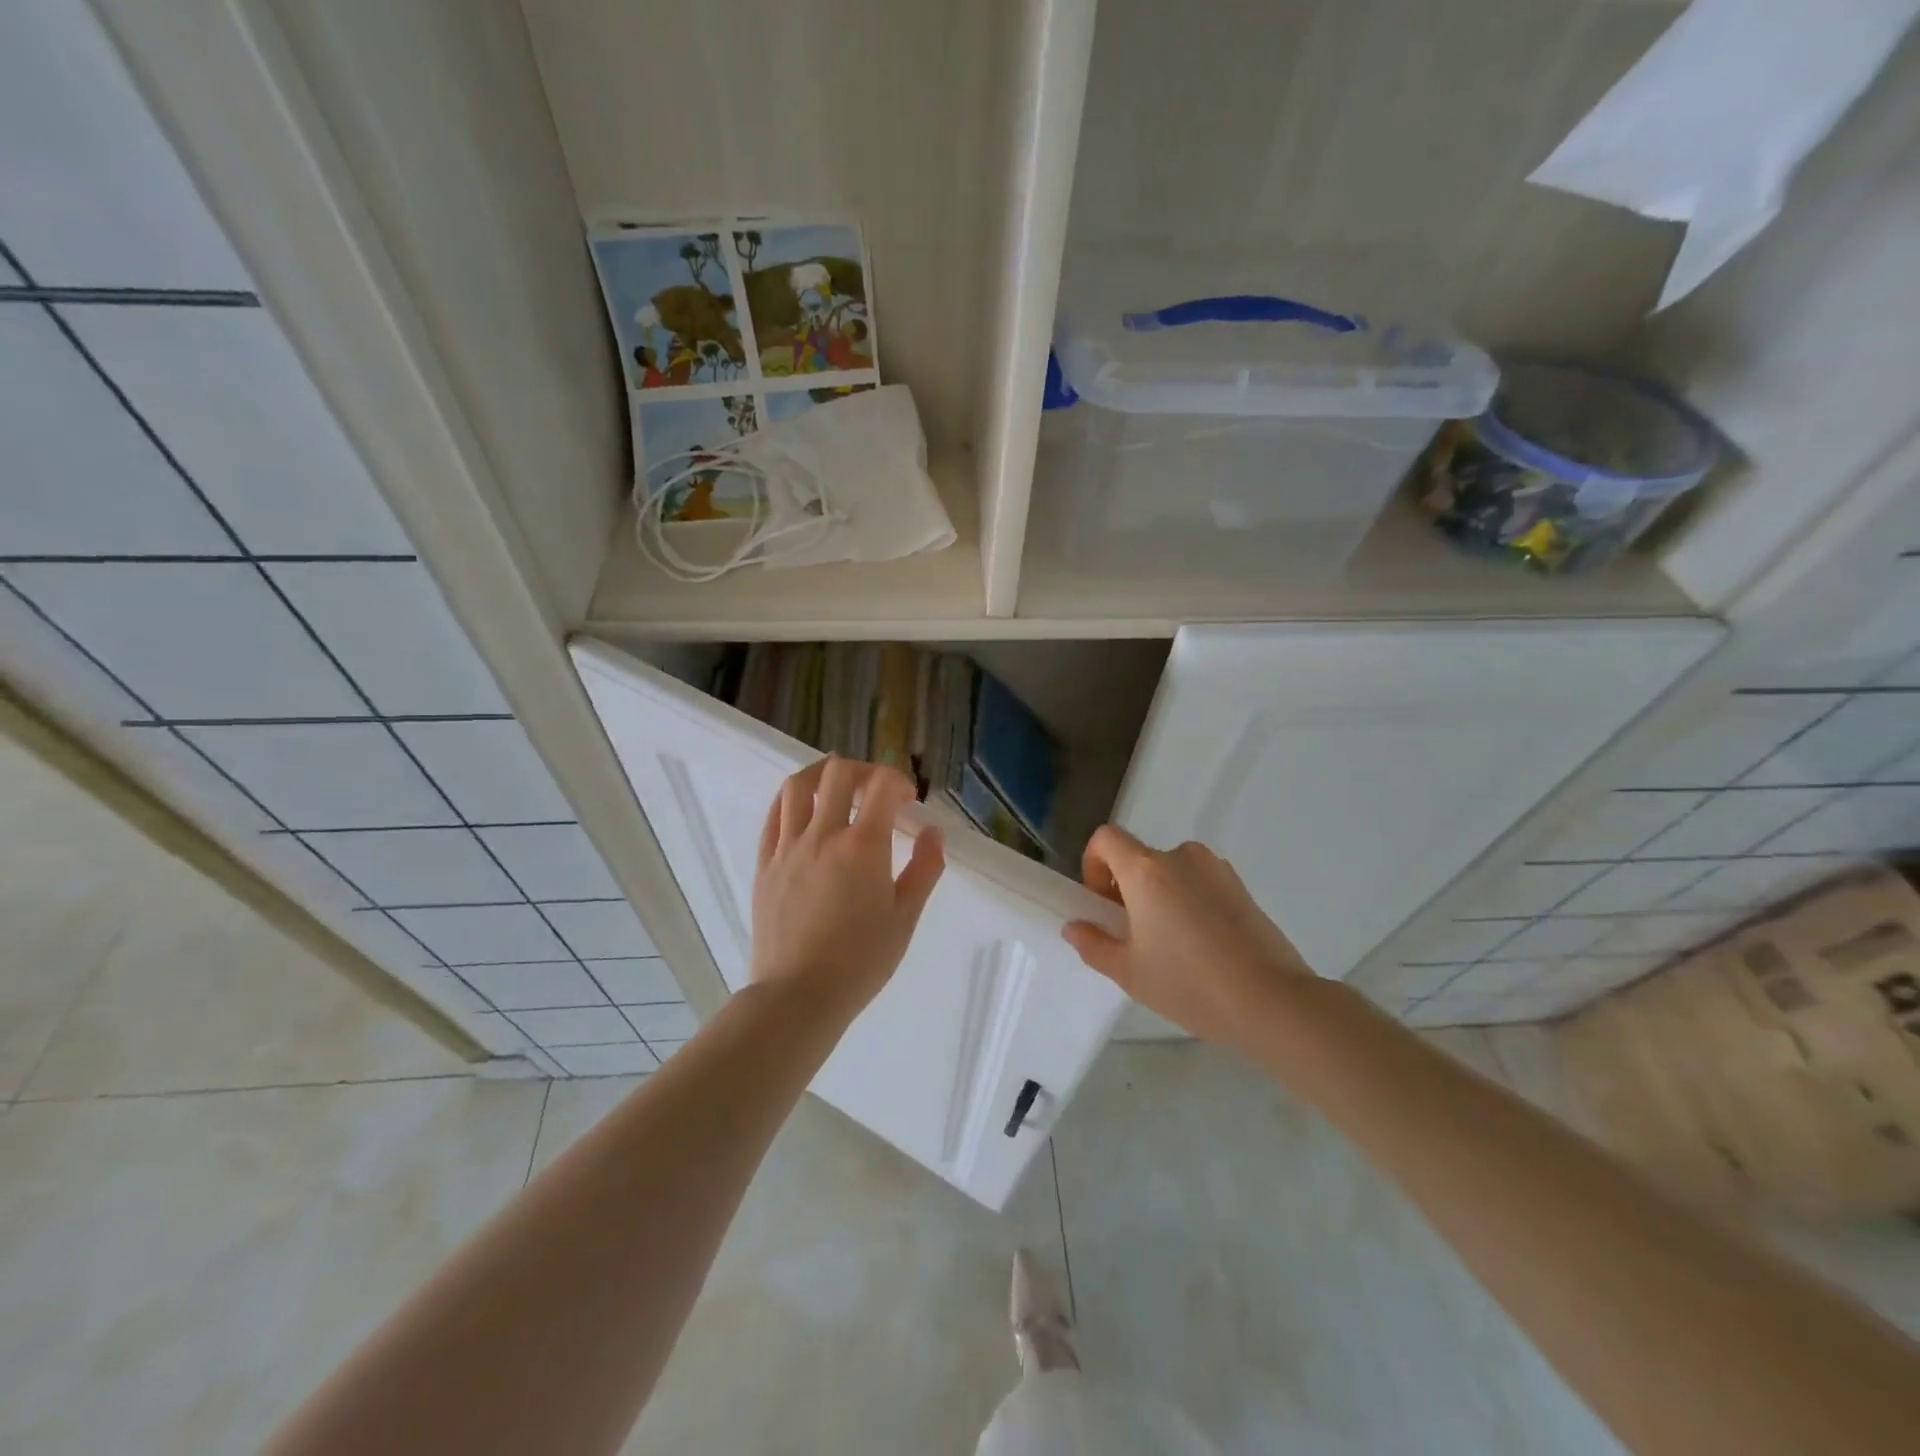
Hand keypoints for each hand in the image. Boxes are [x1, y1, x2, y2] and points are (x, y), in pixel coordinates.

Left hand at [751, 756, 944, 1016]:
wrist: (798, 995)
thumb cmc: (861, 961)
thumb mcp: (905, 918)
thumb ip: (924, 869)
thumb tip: (933, 832)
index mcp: (863, 846)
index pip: (881, 785)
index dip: (898, 781)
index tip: (907, 800)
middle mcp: (823, 835)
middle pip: (838, 773)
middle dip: (863, 770)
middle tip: (875, 790)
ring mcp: (788, 847)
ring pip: (797, 786)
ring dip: (822, 774)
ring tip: (836, 784)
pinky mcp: (765, 863)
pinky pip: (773, 816)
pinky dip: (791, 801)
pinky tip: (803, 809)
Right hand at [1062, 826, 1311, 1044]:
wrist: (1272, 1001)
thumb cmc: (1189, 983)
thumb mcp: (1129, 973)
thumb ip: (1094, 944)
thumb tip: (1075, 927)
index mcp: (1146, 870)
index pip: (1105, 838)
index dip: (1094, 865)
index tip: (1103, 905)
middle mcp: (1180, 857)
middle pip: (1139, 859)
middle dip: (1127, 890)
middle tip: (1135, 936)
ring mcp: (1216, 869)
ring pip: (1171, 872)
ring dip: (1160, 896)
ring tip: (1172, 946)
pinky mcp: (1242, 887)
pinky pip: (1200, 883)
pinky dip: (1190, 902)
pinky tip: (1203, 947)